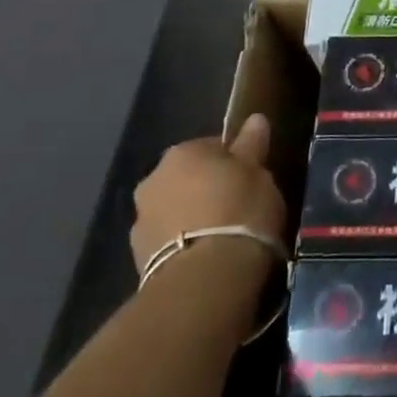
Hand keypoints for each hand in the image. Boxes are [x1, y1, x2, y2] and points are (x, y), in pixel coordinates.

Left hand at [130, 115, 287, 277]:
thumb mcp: (258, 172)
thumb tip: (255, 119)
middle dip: (207, 188)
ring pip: (175, 209)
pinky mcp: (138, 258)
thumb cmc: (240, 211)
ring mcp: (141, 220)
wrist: (206, 278)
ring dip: (192, 216)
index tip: (251, 177)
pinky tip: (207, 256)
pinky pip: (169, 240)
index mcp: (182, 153)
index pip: (212, 146)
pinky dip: (184, 243)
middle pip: (188, 177)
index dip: (234, 161)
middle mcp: (153, 179)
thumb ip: (252, 145)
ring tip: (222, 235)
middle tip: (237, 205)